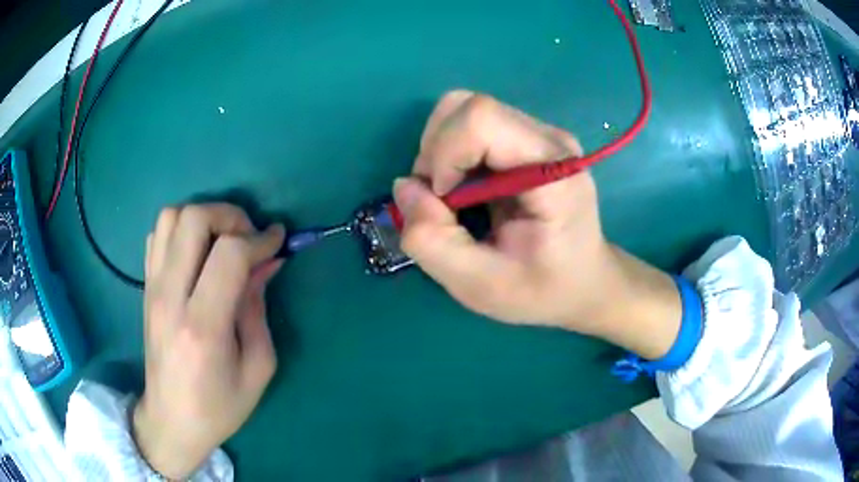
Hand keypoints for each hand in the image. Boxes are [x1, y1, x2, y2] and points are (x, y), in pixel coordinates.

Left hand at [133, 203, 284, 479]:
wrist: (172, 419)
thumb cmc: (219, 405)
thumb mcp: (257, 367)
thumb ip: (258, 308)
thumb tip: (266, 262)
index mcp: (204, 326)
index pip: (229, 254)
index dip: (260, 239)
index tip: (278, 241)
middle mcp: (171, 297)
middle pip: (194, 219)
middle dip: (230, 216)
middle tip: (248, 238)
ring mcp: (153, 288)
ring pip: (171, 217)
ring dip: (203, 218)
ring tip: (222, 242)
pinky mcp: (145, 287)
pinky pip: (158, 234)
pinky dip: (181, 229)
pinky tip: (197, 253)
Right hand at [394, 91, 681, 358]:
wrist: (585, 282)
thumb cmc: (543, 290)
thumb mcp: (481, 287)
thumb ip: (433, 242)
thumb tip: (405, 187)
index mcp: (551, 170)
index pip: (481, 118)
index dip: (444, 155)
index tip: (445, 203)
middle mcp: (548, 138)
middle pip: (467, 106)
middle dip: (435, 153)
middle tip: (443, 203)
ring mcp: (538, 134)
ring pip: (463, 111)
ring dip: (440, 153)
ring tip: (453, 198)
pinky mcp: (527, 138)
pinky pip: (472, 125)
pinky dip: (451, 155)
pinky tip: (467, 190)